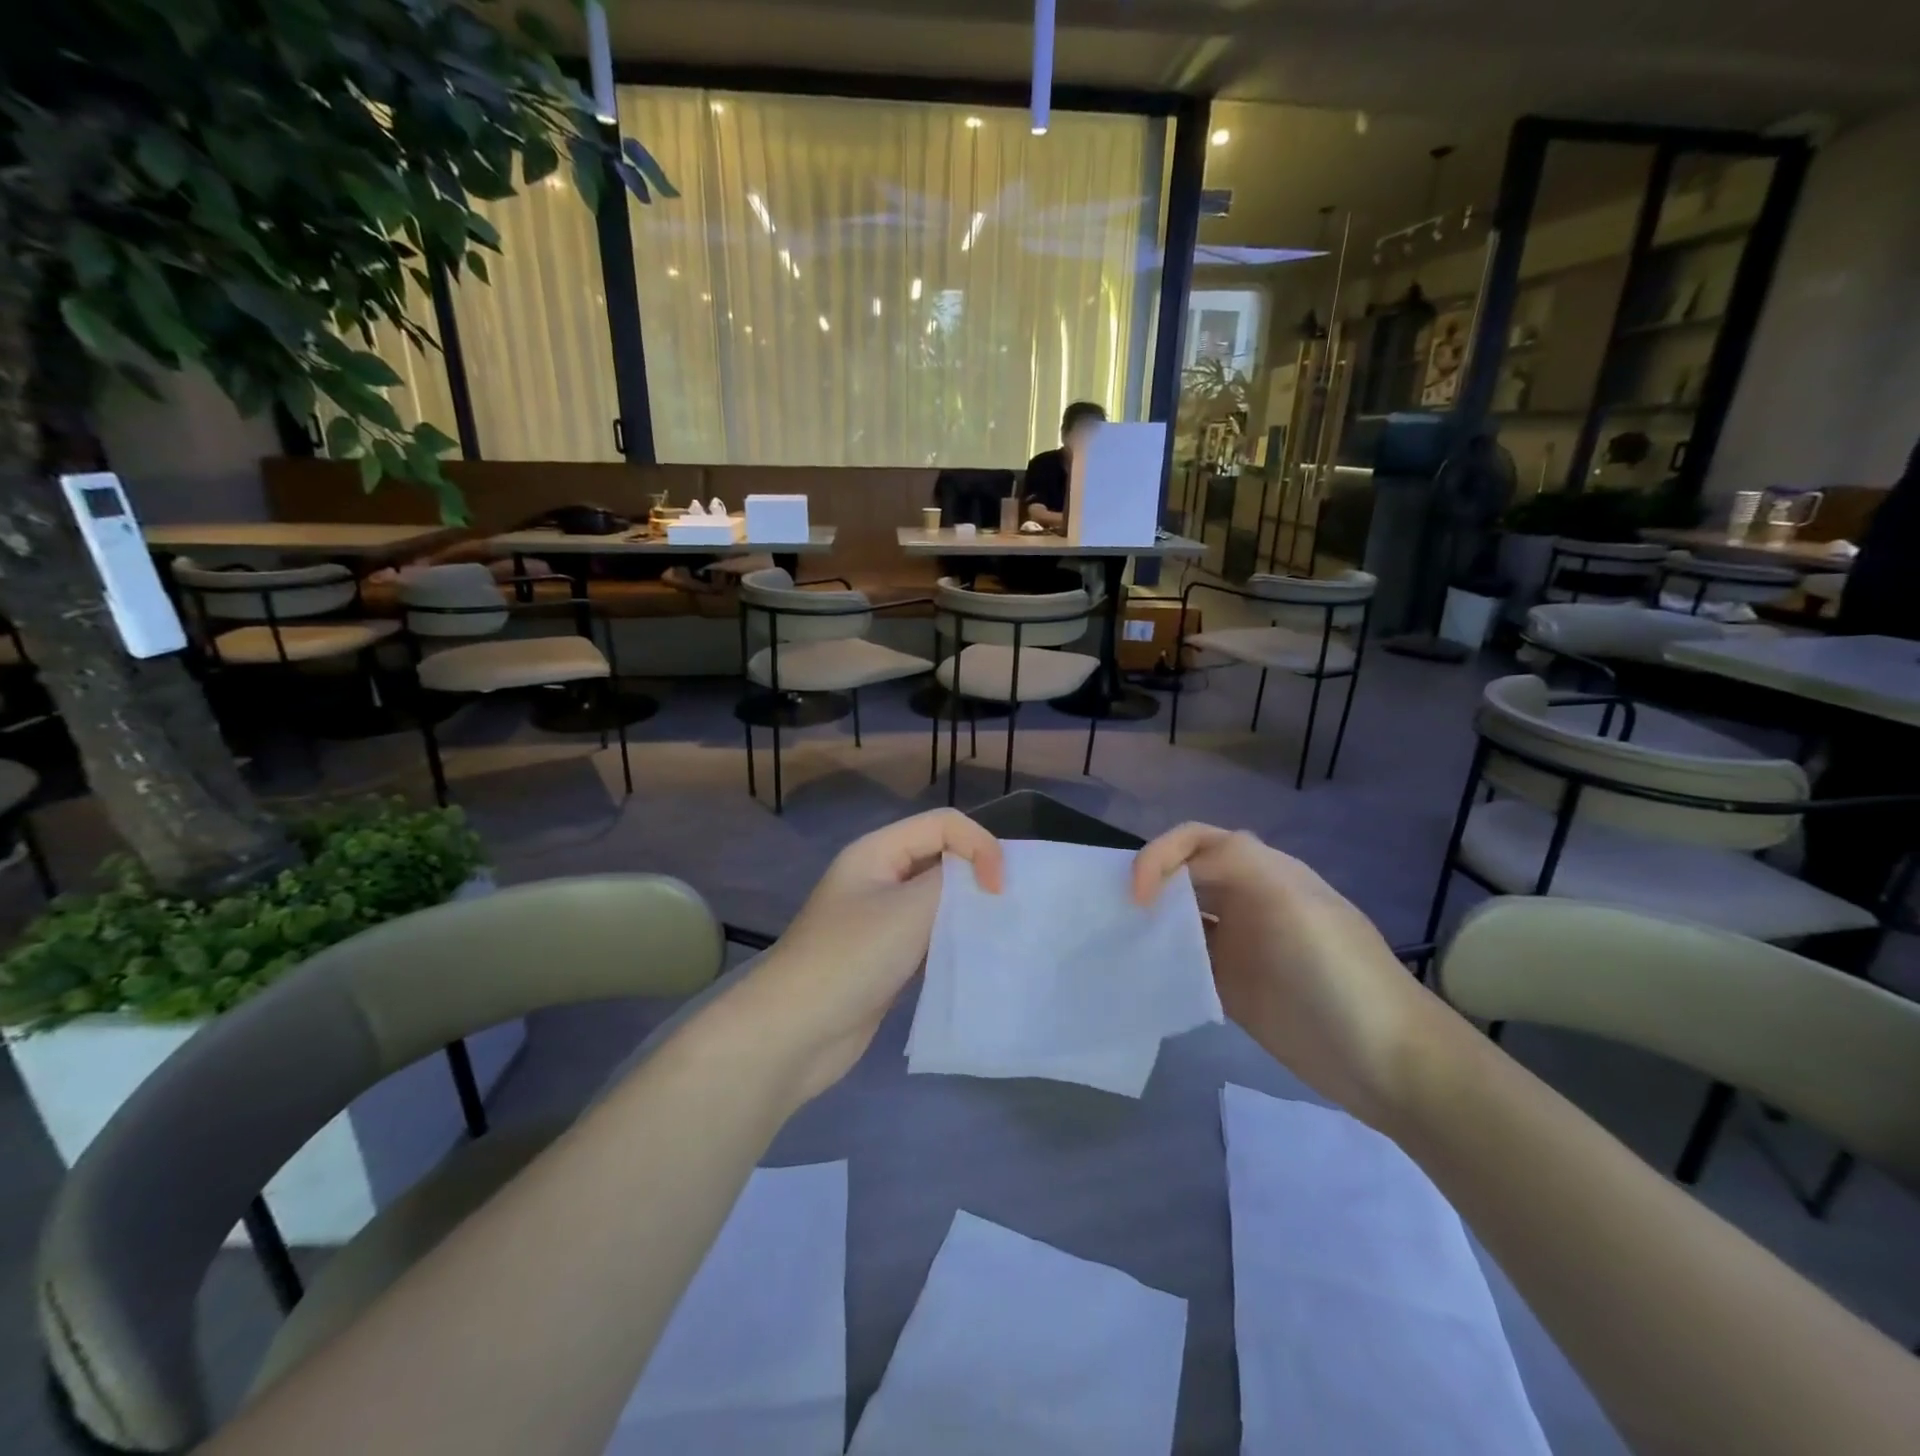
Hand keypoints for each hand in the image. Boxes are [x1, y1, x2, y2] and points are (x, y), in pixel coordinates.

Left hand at [739, 809, 1003, 1102]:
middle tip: (1007, 908)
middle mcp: (878, 877)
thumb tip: (981, 877)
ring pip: (936, 899)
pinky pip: (929, 935)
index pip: (944, 825)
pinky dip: (953, 940)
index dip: (979, 845)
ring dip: (967, 910)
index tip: (999, 890)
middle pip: (940, 857)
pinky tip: (974, 957)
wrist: (793, 1032)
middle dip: (976, 874)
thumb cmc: (851, 958)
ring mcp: (880, 919)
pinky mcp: (886, 957)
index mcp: (877, 851)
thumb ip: (952, 882)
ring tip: (998, 932)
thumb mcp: (909, 909)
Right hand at [1132, 824, 1446, 1125]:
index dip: (1159, 856)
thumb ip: (1236, 865)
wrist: (1390, 1063)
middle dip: (1147, 885)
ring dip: (1150, 923)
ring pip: (1181, 919)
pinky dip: (1161, 963)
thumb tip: (1171, 874)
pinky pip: (1186, 964)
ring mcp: (1240, 948)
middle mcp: (1246, 902)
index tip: (1137, 897)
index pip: (1196, 842)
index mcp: (1262, 872)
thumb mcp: (1291, 902)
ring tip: (1118, 942)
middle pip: (1184, 876)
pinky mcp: (1234, 990)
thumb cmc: (1338, 973)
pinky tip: (1142, 976)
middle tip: (1113, 915)